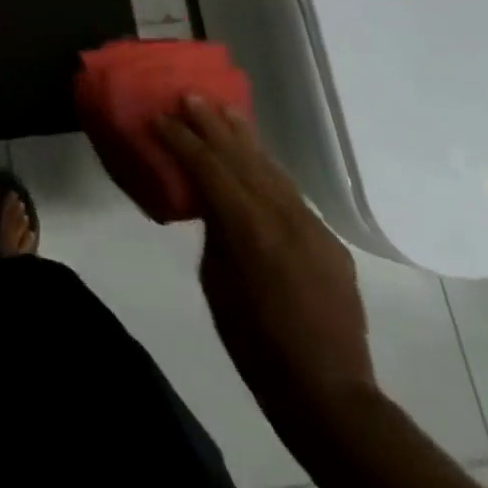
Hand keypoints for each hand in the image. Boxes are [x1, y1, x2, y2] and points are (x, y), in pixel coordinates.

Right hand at [154, 98, 374, 423]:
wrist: (327, 391)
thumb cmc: (254, 343)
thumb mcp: (216, 281)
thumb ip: (216, 231)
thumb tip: (213, 205)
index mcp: (246, 226)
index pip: (207, 166)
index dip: (180, 139)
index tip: (159, 117)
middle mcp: (281, 214)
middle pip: (241, 155)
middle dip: (212, 124)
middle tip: (190, 95)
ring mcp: (310, 225)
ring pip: (270, 168)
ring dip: (244, 137)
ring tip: (224, 110)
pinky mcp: (328, 240)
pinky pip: (290, 193)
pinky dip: (267, 169)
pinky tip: (257, 159)